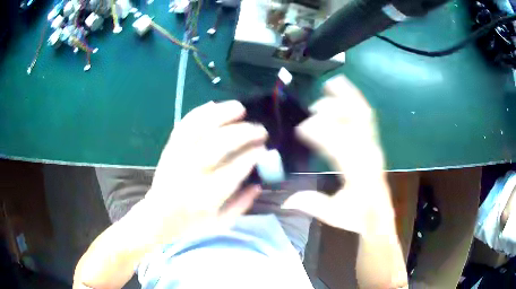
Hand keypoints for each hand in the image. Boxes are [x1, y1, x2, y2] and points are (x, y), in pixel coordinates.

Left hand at [73, 100, 267, 288]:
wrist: (157, 217)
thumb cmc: (190, 224)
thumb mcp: (220, 223)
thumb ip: (242, 204)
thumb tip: (259, 184)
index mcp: (206, 196)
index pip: (234, 169)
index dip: (252, 155)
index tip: (263, 148)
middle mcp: (191, 173)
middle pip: (219, 144)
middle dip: (243, 133)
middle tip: (260, 130)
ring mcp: (177, 157)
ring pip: (199, 128)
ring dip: (222, 114)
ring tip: (240, 108)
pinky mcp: (169, 149)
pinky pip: (183, 125)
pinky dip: (198, 112)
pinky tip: (213, 106)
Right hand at [283, 75, 406, 287]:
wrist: (380, 216)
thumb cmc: (357, 216)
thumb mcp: (334, 214)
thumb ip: (312, 204)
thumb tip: (286, 198)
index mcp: (358, 172)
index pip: (339, 144)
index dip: (319, 133)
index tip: (301, 129)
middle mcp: (369, 154)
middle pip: (354, 122)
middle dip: (333, 110)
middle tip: (314, 108)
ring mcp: (374, 146)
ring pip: (363, 114)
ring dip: (347, 98)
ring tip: (330, 85)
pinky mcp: (375, 143)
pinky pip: (368, 116)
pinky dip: (357, 100)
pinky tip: (346, 91)